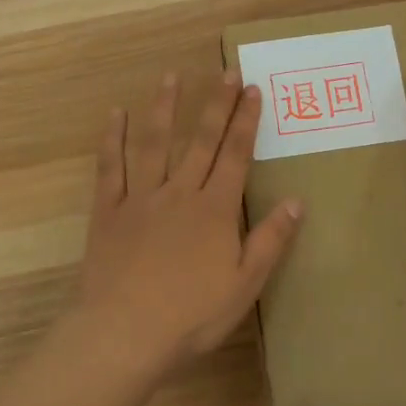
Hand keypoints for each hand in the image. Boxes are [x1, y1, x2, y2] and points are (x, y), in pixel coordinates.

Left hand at [74, 72, 302, 374]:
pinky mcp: (108, 212)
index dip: (246, 121)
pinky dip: (112, 140)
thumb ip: (270, 240)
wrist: (124, 334)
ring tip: (172, 76)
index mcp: (214, 209)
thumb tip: (296, 200)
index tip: (252, 89)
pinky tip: (116, 115)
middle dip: (216, 104)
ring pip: (154, 144)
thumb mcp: (245, 284)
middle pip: (201, 140)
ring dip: (165, 108)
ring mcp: (140, 199)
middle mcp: (179, 193)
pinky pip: (110, 168)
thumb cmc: (191, 315)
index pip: (235, 155)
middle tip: (226, 70)